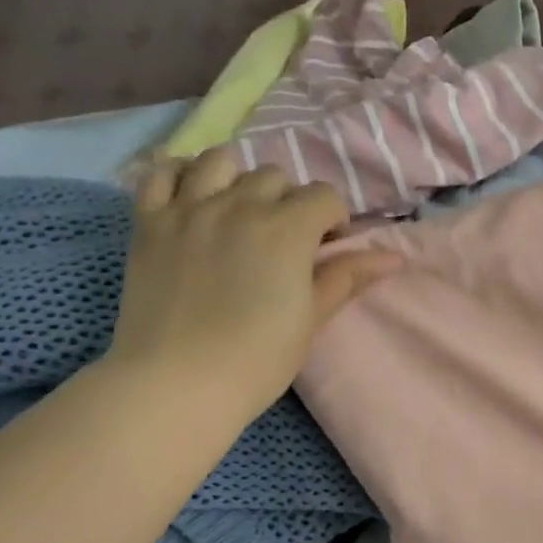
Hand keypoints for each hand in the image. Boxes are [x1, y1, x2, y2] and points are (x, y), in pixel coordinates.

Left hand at [103, 151, 398, 424]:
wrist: (179, 381)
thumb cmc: (259, 358)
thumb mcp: (312, 318)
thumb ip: (347, 277)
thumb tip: (394, 257)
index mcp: (287, 229)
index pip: (324, 196)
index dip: (334, 220)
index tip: (328, 249)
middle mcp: (238, 204)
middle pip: (274, 176)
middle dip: (289, 201)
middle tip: (285, 240)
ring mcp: (188, 208)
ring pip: (219, 162)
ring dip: (238, 179)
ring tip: (239, 212)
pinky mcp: (148, 221)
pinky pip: (161, 172)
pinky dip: (179, 175)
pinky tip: (192, 198)